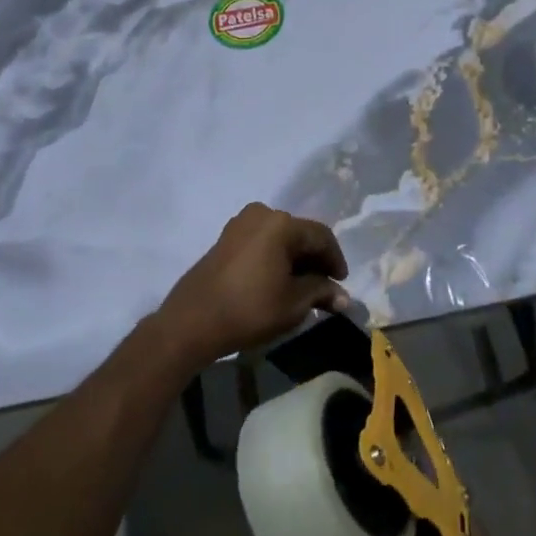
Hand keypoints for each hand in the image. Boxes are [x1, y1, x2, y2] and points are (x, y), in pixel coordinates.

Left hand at [149, 203, 349, 373]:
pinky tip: (278, 281)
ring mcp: (239, 224)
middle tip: (324, 288)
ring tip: (302, 288)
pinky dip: (275, 258)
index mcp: (281, 224)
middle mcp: (261, 214)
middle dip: (314, 260)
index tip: (341, 285)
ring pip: (279, 238)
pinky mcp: (225, 238)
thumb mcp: (294, 303)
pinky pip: (261, 242)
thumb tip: (343, 296)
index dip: (335, 260)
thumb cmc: (250, 309)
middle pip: (299, 234)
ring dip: (294, 260)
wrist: (193, 321)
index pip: (321, 236)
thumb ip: (321, 292)